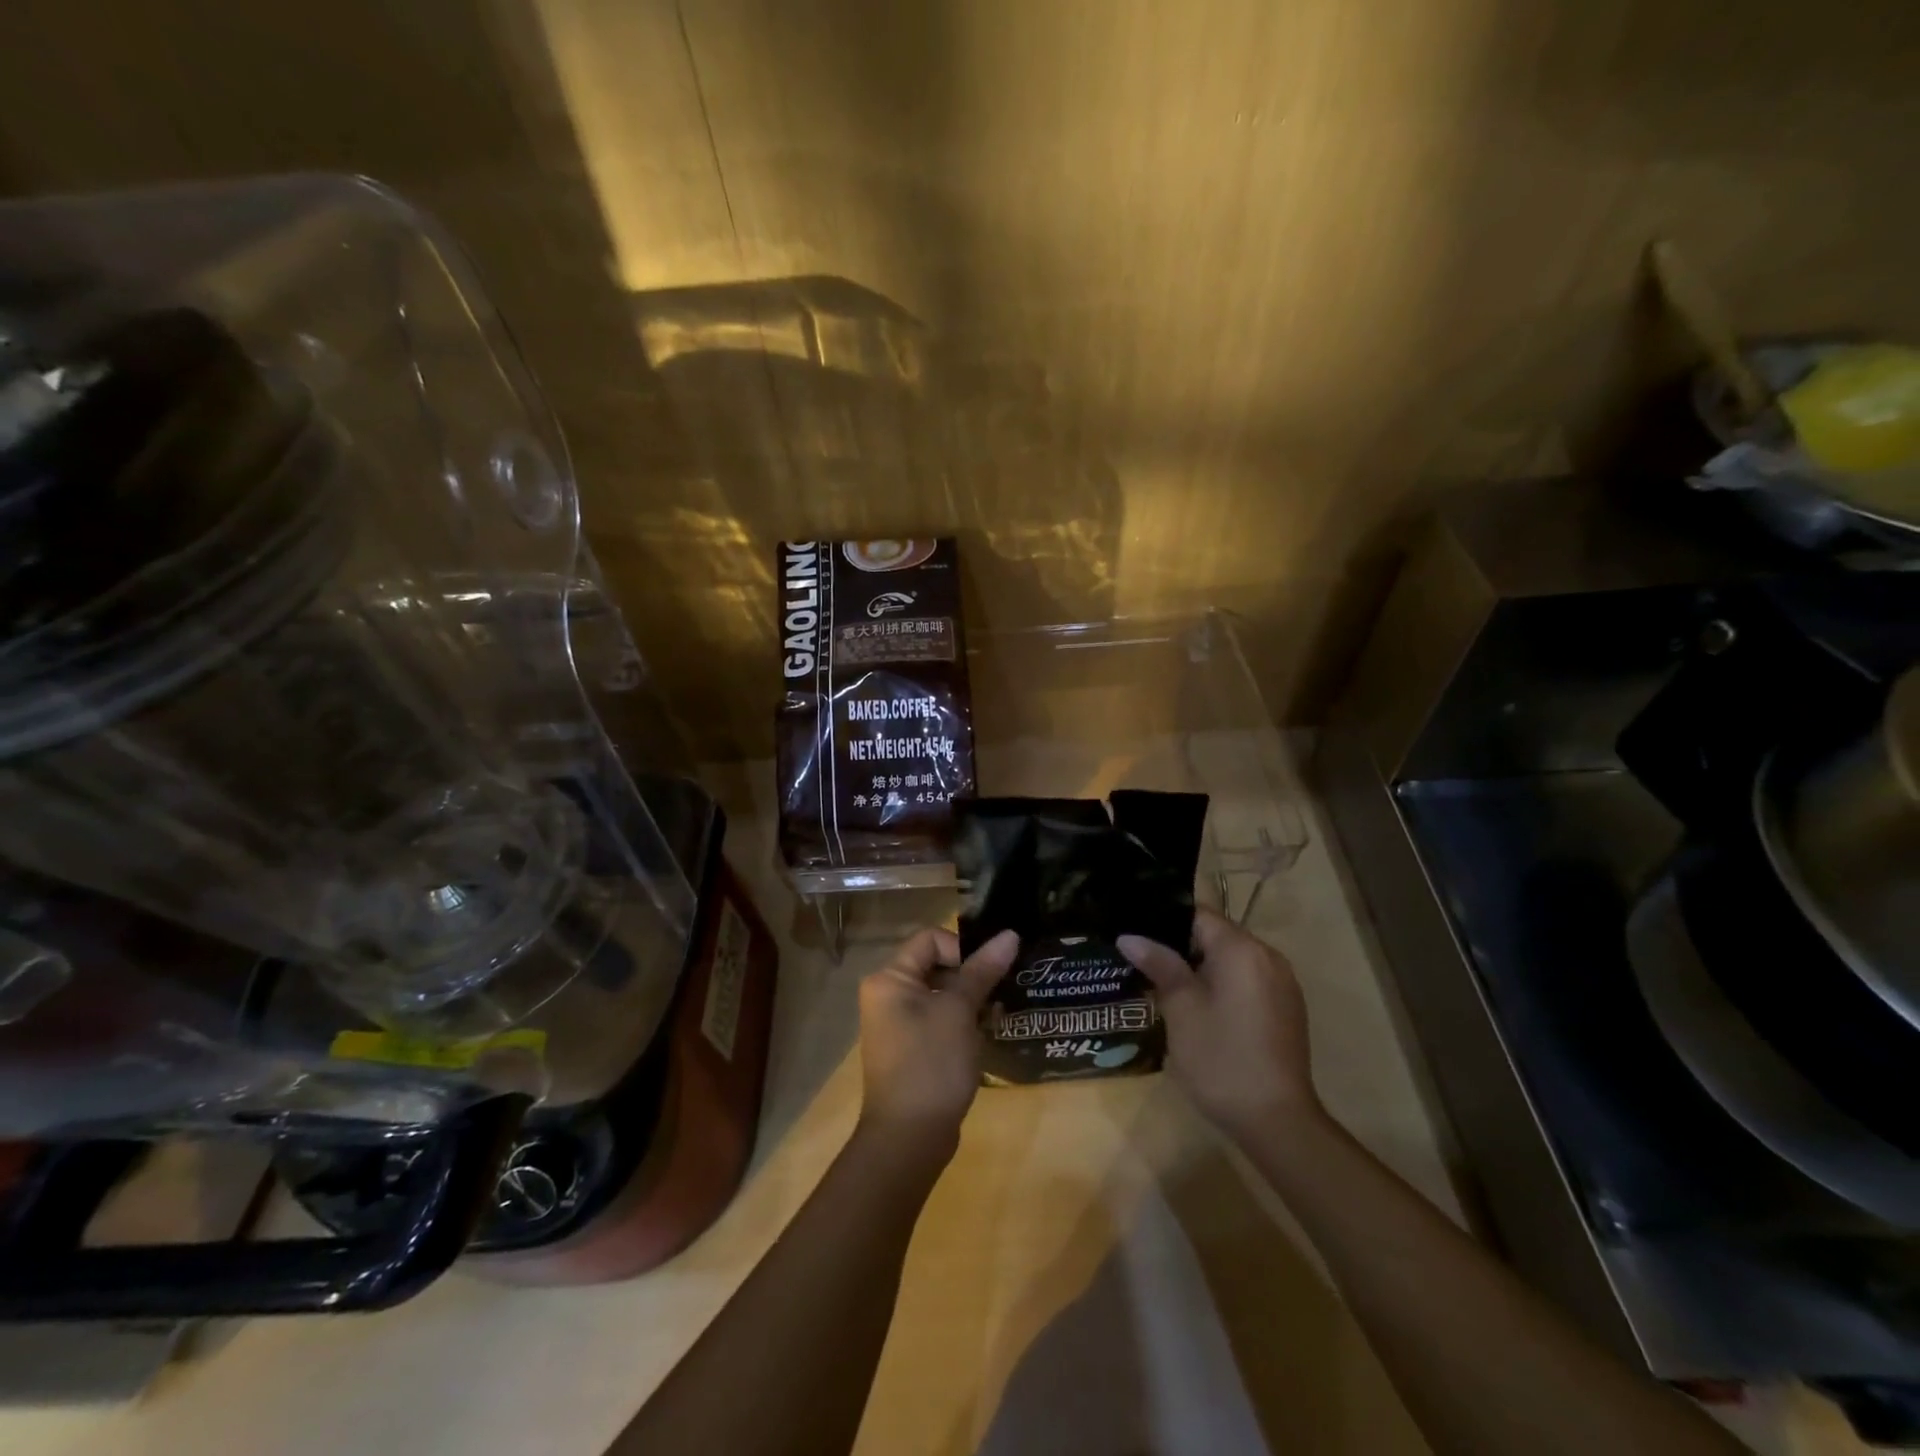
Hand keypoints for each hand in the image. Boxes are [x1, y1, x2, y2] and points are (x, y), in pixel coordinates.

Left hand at [856, 927, 1019, 1147]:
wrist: (909, 1138)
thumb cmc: (931, 1064)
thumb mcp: (960, 1011)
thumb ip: (983, 970)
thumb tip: (1010, 934)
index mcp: (889, 978)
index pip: (931, 939)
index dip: (963, 948)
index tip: (988, 973)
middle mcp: (887, 995)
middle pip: (936, 964)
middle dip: (971, 975)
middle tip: (1000, 994)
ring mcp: (897, 1023)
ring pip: (941, 993)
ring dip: (970, 1000)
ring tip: (996, 1016)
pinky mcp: (910, 1048)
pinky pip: (938, 1018)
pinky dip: (961, 1021)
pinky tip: (985, 1035)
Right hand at [1119, 908, 1320, 1140]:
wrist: (1277, 1121)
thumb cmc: (1221, 1058)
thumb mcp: (1180, 1009)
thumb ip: (1159, 965)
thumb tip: (1130, 937)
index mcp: (1241, 948)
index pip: (1197, 914)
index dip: (1163, 921)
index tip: (1135, 935)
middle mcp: (1268, 956)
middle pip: (1216, 935)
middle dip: (1180, 947)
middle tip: (1142, 963)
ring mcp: (1282, 984)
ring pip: (1231, 959)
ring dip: (1201, 968)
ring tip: (1164, 986)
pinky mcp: (1286, 1009)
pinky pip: (1247, 980)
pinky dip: (1223, 985)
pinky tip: (1200, 1010)